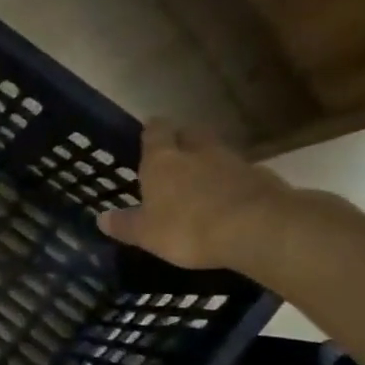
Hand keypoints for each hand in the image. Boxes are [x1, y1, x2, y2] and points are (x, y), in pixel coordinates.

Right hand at [96, 118, 306, 270]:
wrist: (258, 229)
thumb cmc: (188, 228)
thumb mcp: (146, 233)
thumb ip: (125, 224)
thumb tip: (102, 218)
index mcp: (163, 161)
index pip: (155, 131)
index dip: (151, 131)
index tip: (148, 133)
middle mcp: (197, 152)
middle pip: (190, 134)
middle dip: (183, 140)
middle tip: (175, 155)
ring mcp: (234, 162)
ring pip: (217, 152)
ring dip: (209, 161)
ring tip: (202, 182)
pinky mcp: (262, 178)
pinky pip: (242, 174)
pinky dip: (233, 182)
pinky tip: (230, 200)